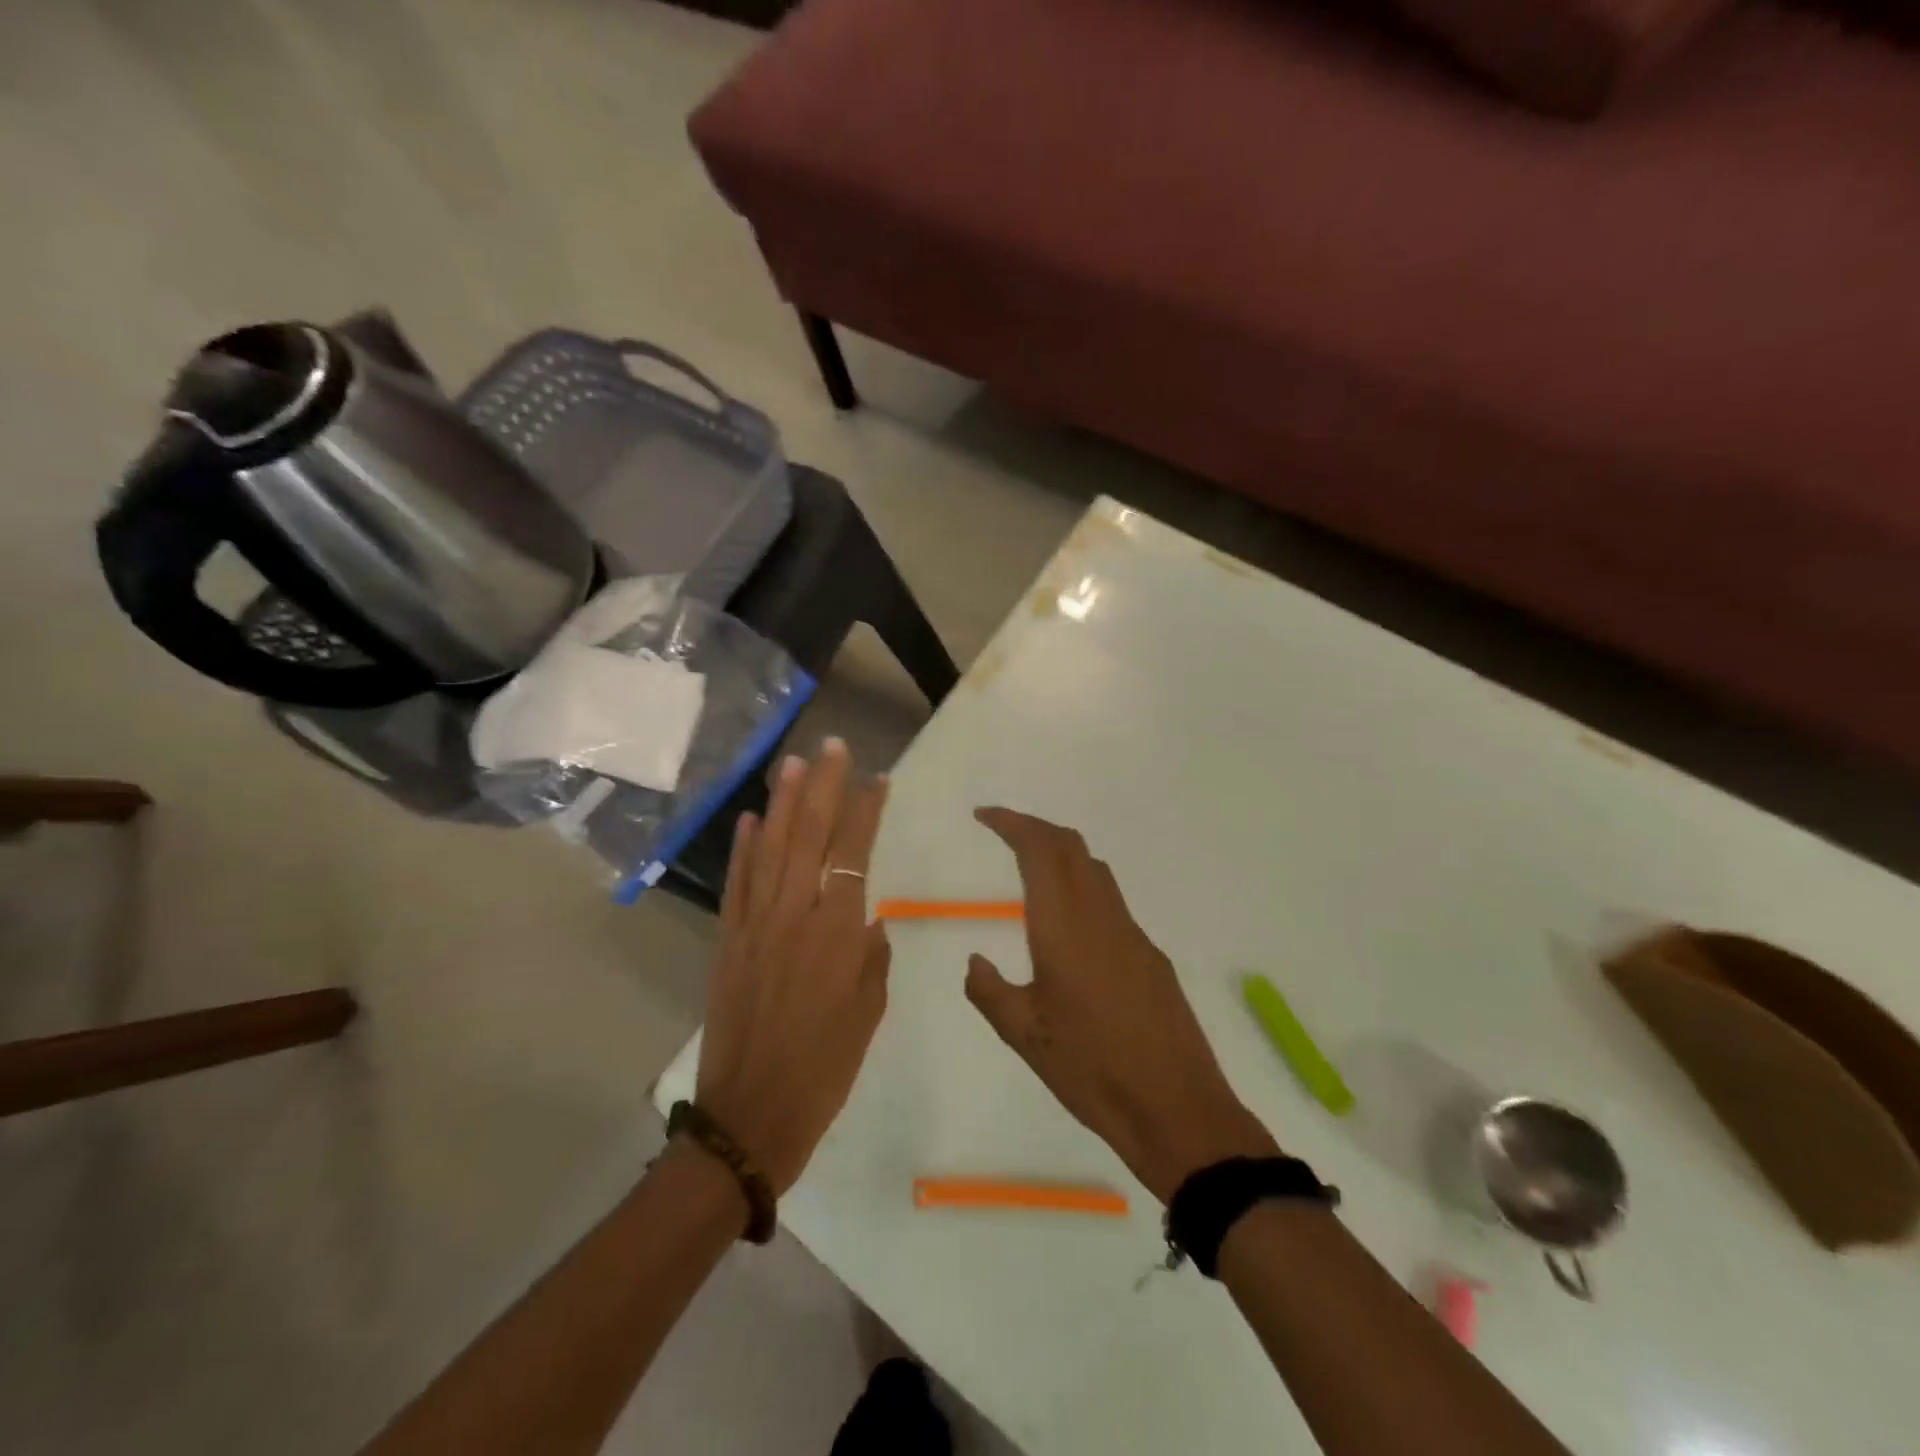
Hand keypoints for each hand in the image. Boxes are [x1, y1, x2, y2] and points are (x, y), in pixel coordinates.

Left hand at [695, 740, 890, 1194]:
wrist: (751, 1116)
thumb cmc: (825, 1069)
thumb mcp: (869, 1013)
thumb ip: (871, 957)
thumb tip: (870, 918)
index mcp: (838, 933)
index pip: (855, 853)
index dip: (866, 811)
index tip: (878, 779)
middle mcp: (796, 916)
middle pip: (811, 837)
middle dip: (825, 787)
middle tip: (834, 746)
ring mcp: (756, 925)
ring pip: (773, 850)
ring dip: (785, 803)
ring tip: (796, 763)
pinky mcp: (729, 941)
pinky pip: (738, 884)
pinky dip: (745, 849)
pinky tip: (753, 819)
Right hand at [966, 808, 1278, 1202]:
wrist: (1176, 1107)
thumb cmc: (1091, 1069)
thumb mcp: (1024, 1036)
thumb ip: (990, 990)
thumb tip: (975, 961)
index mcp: (1064, 927)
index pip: (1040, 850)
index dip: (1012, 824)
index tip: (984, 815)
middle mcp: (1101, 916)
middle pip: (1071, 847)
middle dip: (1036, 828)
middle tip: (1004, 831)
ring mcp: (1133, 933)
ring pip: (1095, 870)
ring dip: (1062, 854)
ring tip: (1032, 868)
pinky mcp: (1152, 955)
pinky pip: (1111, 901)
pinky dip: (1083, 887)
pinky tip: (1071, 926)